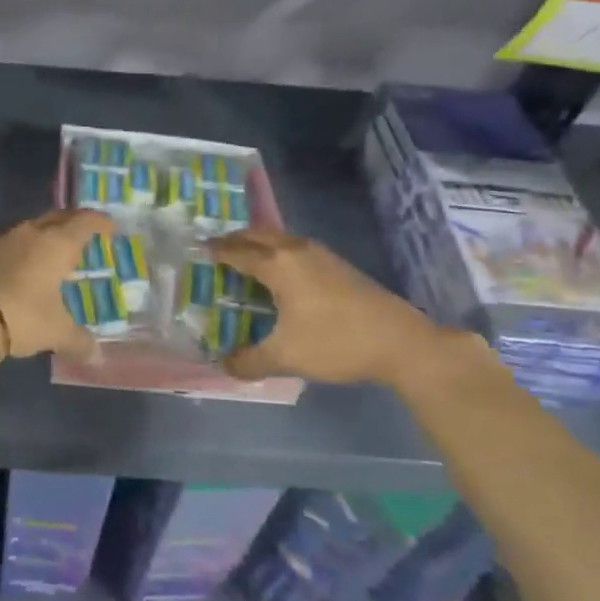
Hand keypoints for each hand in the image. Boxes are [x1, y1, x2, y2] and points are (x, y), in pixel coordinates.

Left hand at [0, 209, 111, 358]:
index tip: (110, 227)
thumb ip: (79, 341)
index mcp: (57, 244)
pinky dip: (27, 251)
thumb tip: (98, 357)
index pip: (84, 222)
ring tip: (57, 252)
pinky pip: (14, 245)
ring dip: (47, 235)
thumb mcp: (56, 332)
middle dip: (73, 222)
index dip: (100, 222)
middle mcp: (32, 234)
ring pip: (33, 229)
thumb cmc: (22, 316)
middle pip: (58, 217)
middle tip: (85, 234)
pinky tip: (27, 269)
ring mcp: (4, 242)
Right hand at [211, 228, 457, 386]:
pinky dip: (278, 251)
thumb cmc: (336, 343)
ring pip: (279, 238)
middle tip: (216, 250)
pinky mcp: (338, 264)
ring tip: (245, 259)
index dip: (215, 251)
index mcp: (278, 265)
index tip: (197, 250)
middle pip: (257, 235)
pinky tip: (281, 274)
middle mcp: (296, 250)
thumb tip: (224, 365)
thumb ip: (249, 361)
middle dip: (234, 239)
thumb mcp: (286, 357)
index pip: (237, 252)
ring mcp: (320, 254)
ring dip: (258, 243)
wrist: (402, 342)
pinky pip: (295, 247)